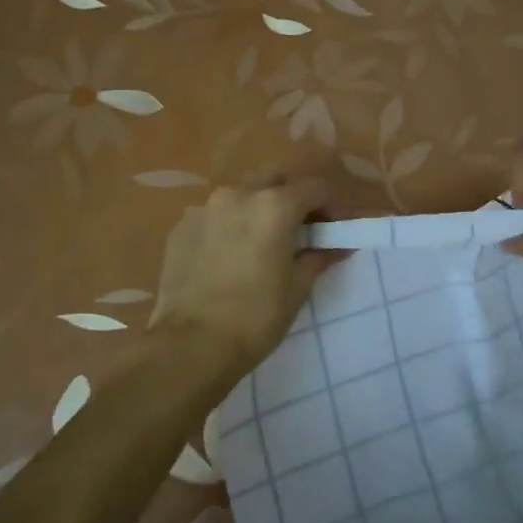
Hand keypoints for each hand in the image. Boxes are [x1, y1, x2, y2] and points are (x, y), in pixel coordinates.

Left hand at [149, 174, 344, 370]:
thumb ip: (319, 257)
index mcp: (274, 205)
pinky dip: (227, 225)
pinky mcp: (181, 225)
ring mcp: (205, 207)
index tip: (328, 230)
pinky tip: (226, 257)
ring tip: (258, 243)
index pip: (314, 187)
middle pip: (274, 178)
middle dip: (289, 196)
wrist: (191, 344)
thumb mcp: (297, 289)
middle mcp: (239, 193)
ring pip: (240, 193)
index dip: (327, 206)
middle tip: (295, 230)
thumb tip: (341, 245)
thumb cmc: (255, 318)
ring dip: (256, 208)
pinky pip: (213, 215)